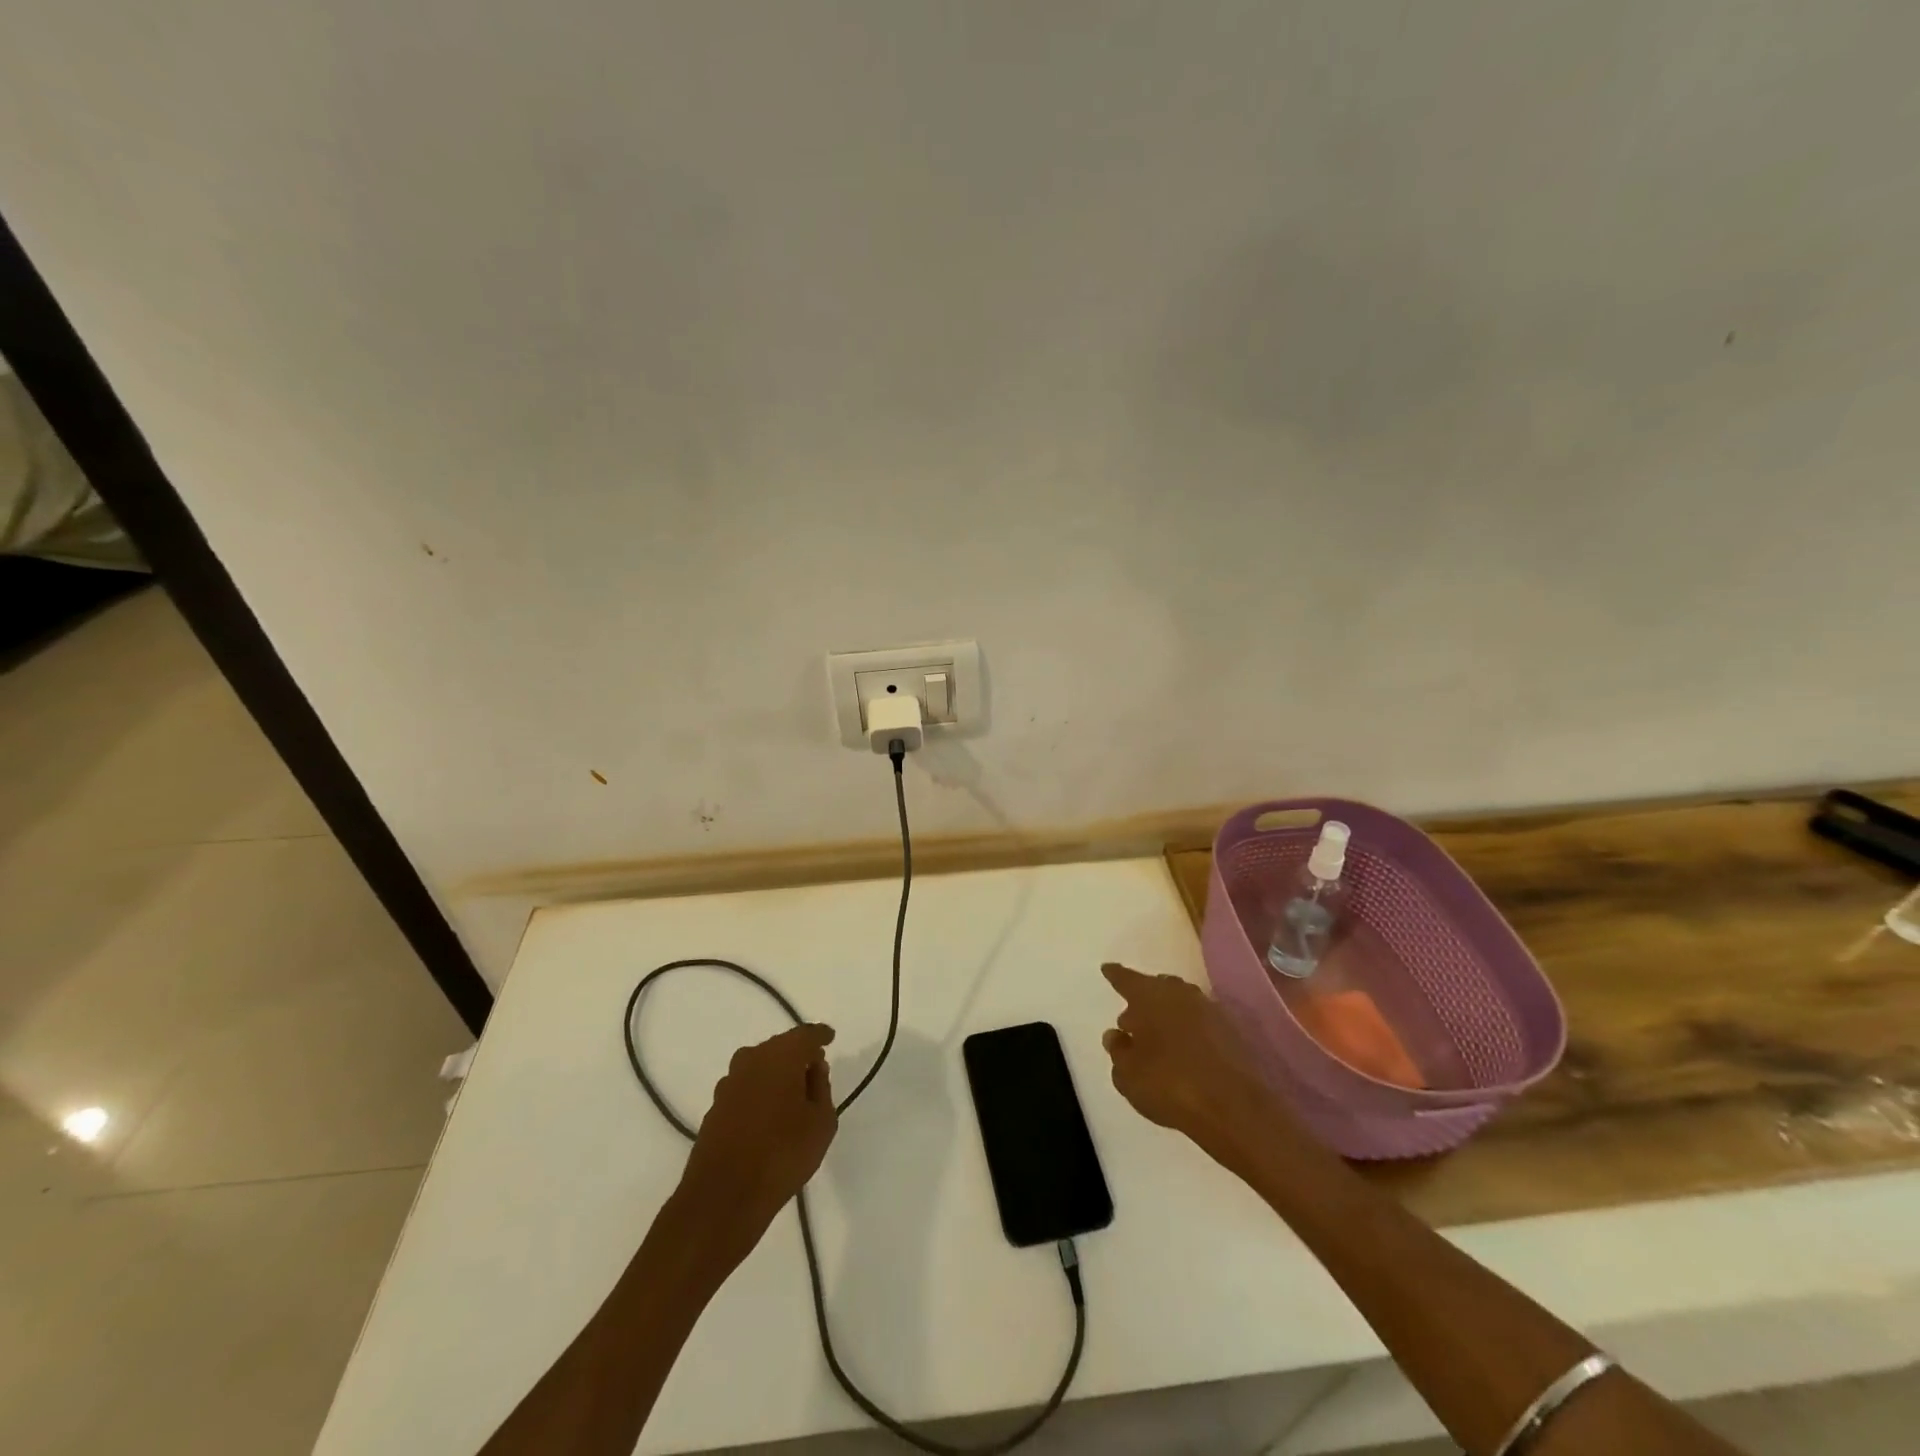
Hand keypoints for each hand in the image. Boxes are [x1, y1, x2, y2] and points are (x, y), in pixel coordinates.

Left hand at [676, 1023, 837, 1268]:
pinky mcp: (715, 1108)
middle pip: (780, 1047)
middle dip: (798, 1054)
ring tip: (794, 1094)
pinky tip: (769, 1114)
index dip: (820, 1036)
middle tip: (815, 1069)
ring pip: (760, 1066)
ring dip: (777, 1074)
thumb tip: (814, 1070)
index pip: (805, 1035)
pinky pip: (746, 1087)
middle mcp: (751, 1060)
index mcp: (781, 1056)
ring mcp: (728, 1084)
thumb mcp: (821, 1123)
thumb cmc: (782, 1154)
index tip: (830, 1038)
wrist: (722, 1198)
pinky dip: (760, 1092)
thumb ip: (821, 1089)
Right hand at [1100, 962, 1279, 1169]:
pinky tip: (1184, 1049)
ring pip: (1181, 1002)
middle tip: (1132, 1019)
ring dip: (1168, 1014)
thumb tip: (1116, 1034)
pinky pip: (1200, 1021)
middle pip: (1157, 987)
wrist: (1233, 1107)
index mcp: (1149, 996)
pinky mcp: (1232, 1031)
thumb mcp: (1127, 1074)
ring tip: (1158, 1036)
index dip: (1115, 975)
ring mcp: (1209, 1010)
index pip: (1126, 979)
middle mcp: (1179, 993)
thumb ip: (1118, 1050)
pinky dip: (1189, 1029)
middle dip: (1143, 999)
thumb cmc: (1168, 1084)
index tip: (1107, 968)